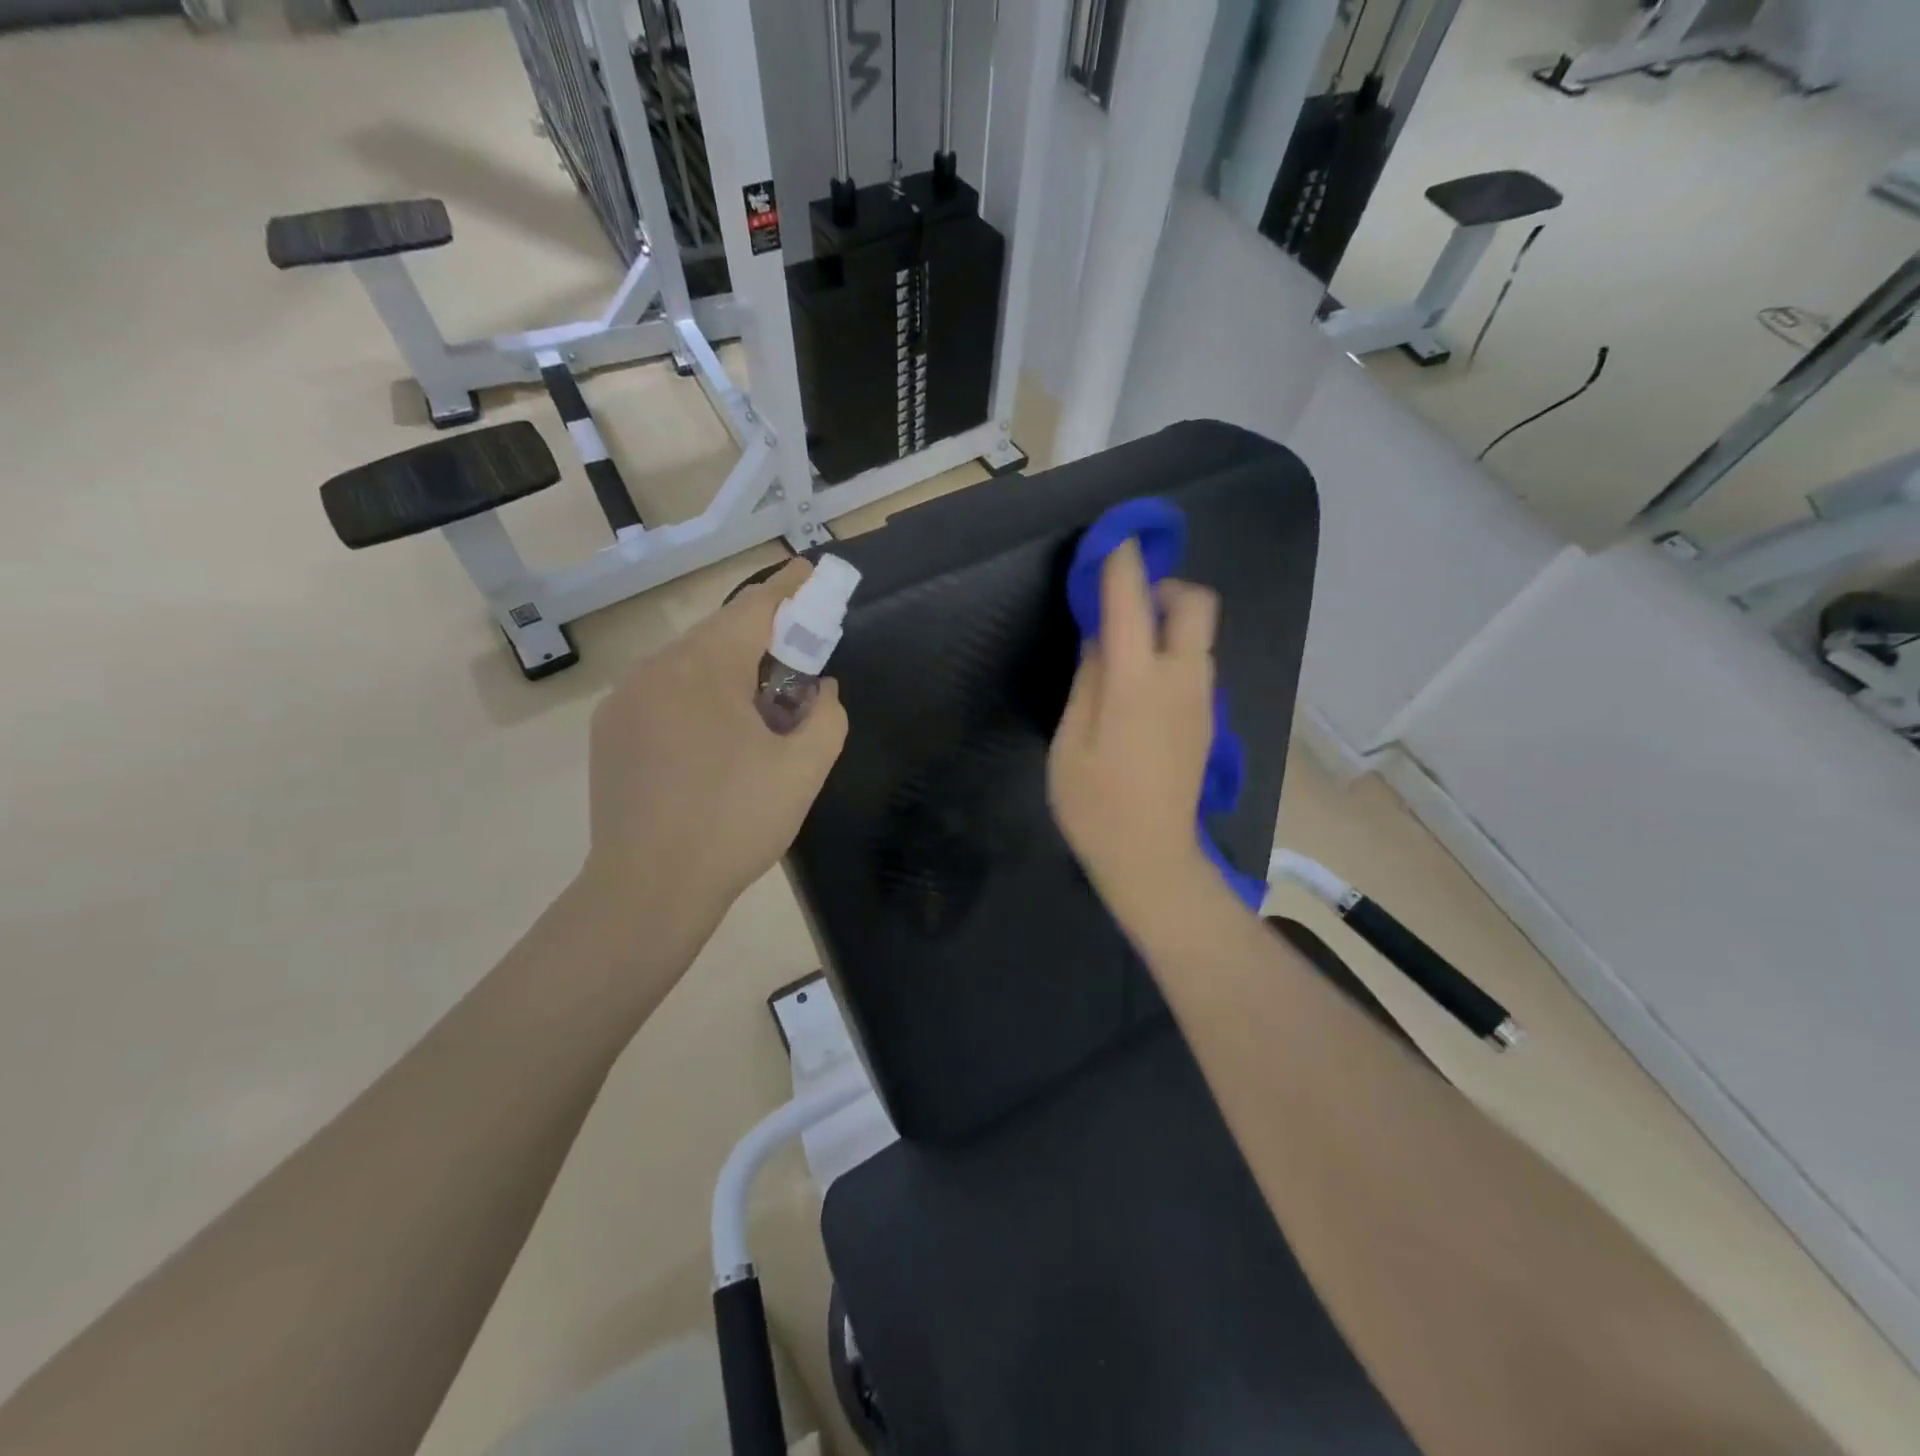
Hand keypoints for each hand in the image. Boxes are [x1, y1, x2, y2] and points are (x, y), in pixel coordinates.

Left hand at [578, 560, 848, 931]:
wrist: (648, 890)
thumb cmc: (735, 823)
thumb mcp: (804, 770)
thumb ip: (827, 715)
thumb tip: (819, 688)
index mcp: (704, 669)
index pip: (754, 608)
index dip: (790, 588)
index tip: (812, 573)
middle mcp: (656, 670)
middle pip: (719, 635)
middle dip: (762, 639)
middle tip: (797, 663)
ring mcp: (624, 701)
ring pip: (688, 666)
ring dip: (728, 672)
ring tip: (757, 714)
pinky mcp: (608, 733)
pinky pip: (662, 695)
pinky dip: (696, 698)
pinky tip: (713, 742)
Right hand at [1048, 541, 1219, 930]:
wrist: (1152, 859)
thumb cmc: (1095, 806)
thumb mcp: (1070, 743)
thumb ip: (1087, 681)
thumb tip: (1100, 638)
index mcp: (1137, 682)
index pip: (1132, 600)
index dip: (1122, 562)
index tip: (1112, 540)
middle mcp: (1182, 679)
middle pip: (1195, 604)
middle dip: (1163, 587)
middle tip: (1125, 606)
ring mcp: (1203, 700)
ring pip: (1199, 635)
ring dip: (1169, 622)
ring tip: (1126, 649)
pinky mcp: (1208, 720)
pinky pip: (1197, 665)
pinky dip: (1174, 652)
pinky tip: (1142, 686)